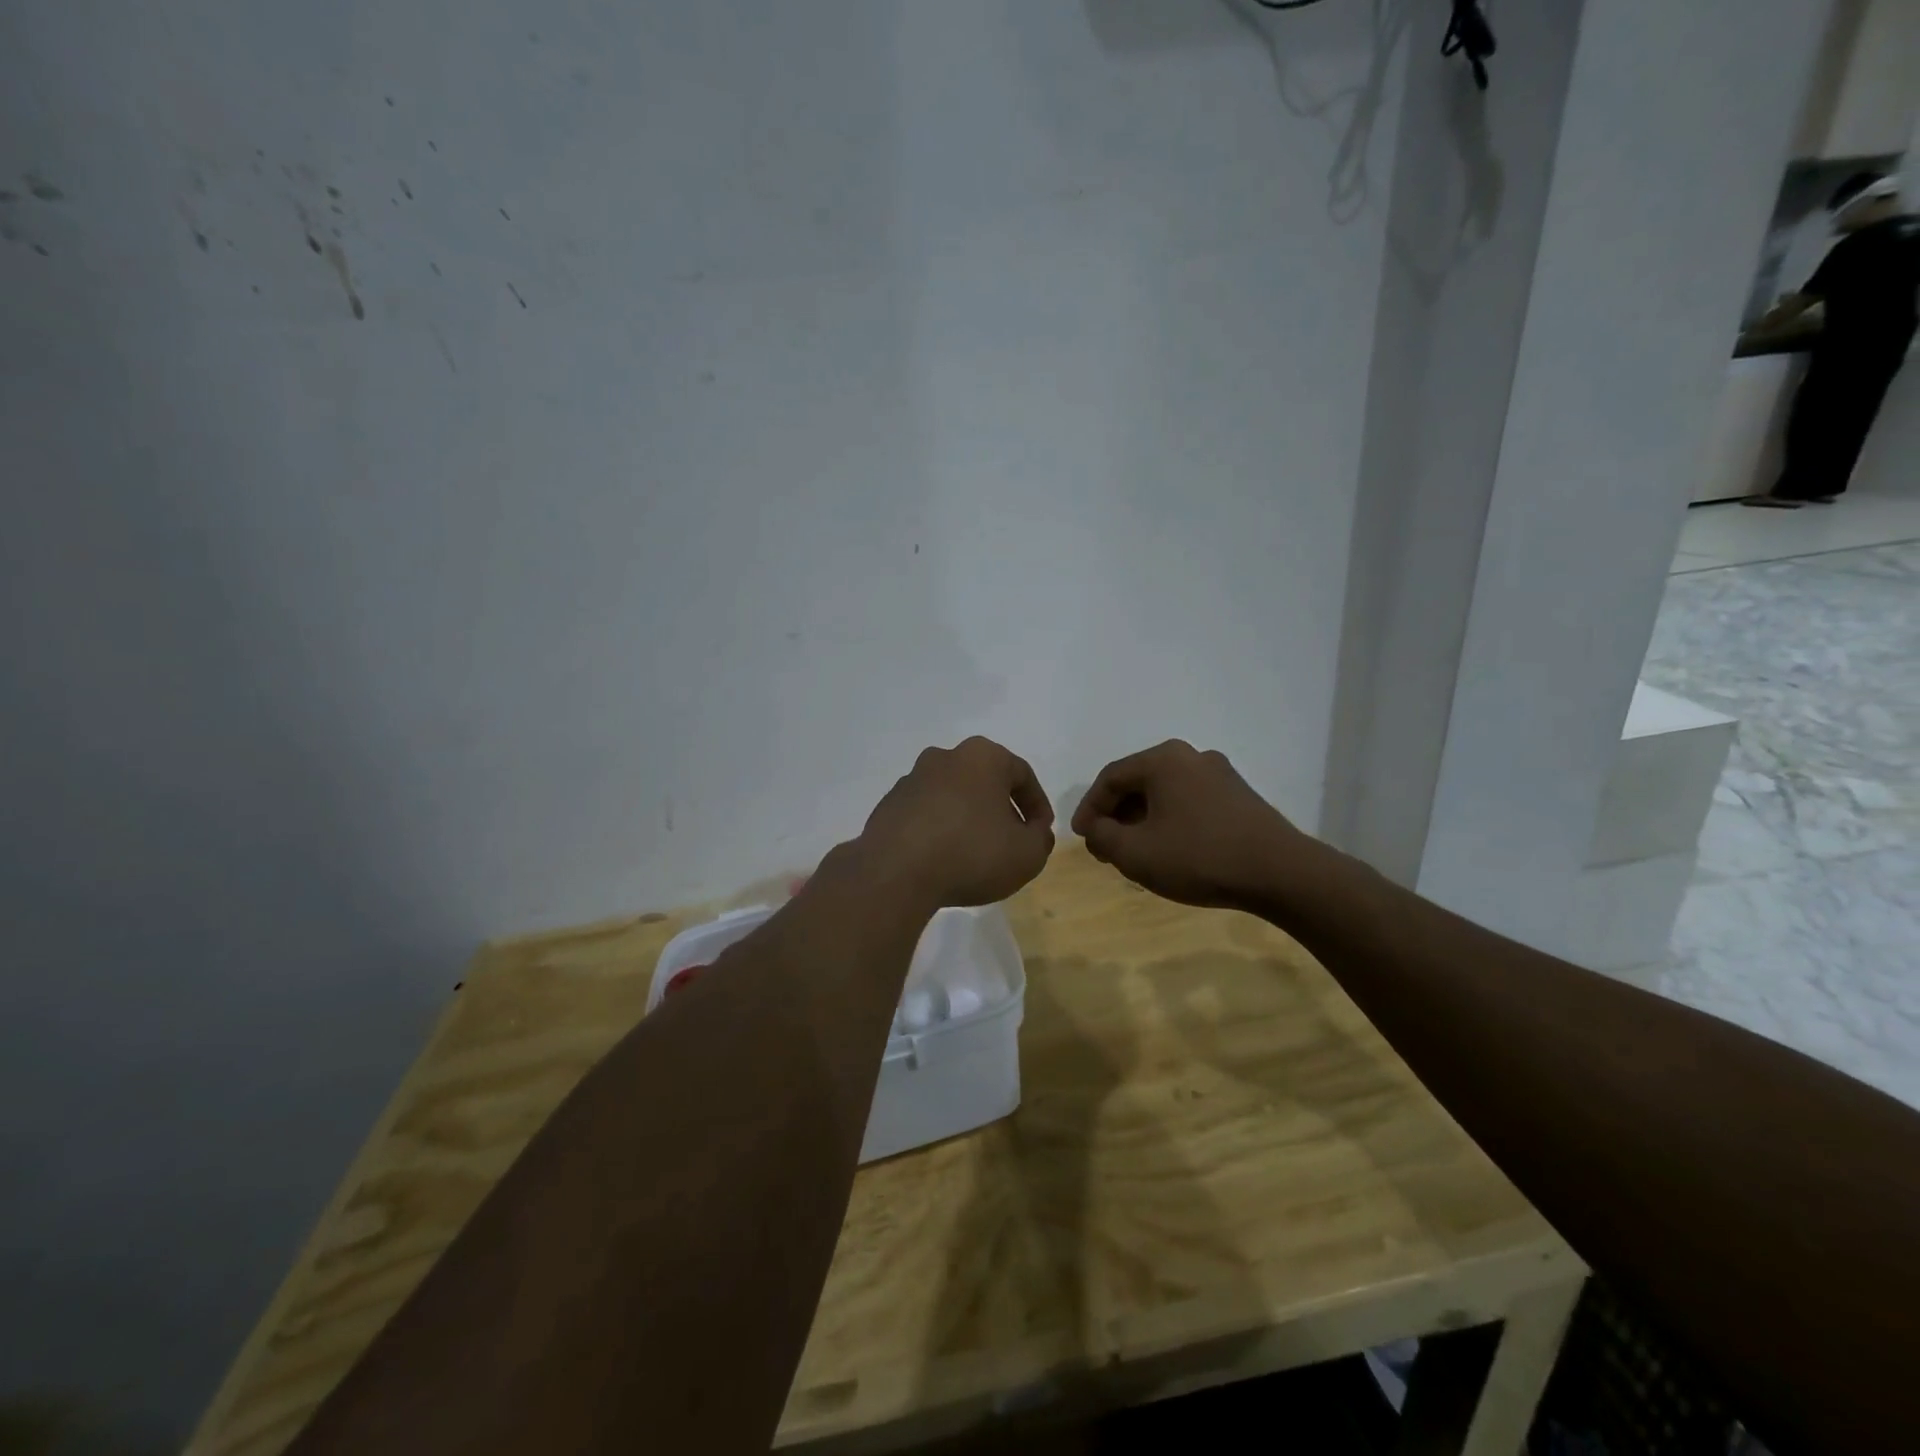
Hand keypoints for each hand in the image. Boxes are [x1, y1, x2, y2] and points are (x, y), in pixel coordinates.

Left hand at [858, 737, 1055, 908]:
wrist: (896, 873)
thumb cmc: (972, 853)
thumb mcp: (1027, 854)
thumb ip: (1040, 839)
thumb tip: (1033, 831)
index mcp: (982, 756)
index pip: (1021, 774)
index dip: (1037, 806)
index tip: (1040, 833)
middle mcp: (944, 757)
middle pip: (984, 781)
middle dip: (1001, 809)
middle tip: (1010, 841)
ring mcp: (911, 780)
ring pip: (953, 796)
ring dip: (968, 819)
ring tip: (975, 854)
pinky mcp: (888, 805)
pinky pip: (925, 814)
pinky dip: (939, 830)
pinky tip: (943, 859)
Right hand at [1071, 741, 1308, 910]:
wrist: (1281, 873)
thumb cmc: (1199, 857)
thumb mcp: (1135, 853)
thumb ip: (1102, 837)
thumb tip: (1096, 828)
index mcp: (1163, 760)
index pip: (1110, 778)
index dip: (1089, 808)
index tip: (1081, 837)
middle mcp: (1191, 756)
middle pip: (1139, 783)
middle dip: (1117, 816)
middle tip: (1106, 848)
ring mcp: (1220, 774)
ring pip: (1165, 794)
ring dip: (1143, 821)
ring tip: (1136, 853)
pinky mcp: (1240, 796)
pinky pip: (1190, 803)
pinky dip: (1170, 822)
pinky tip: (1171, 850)